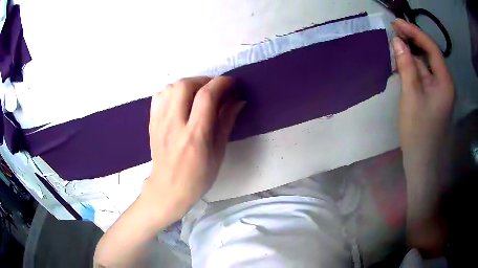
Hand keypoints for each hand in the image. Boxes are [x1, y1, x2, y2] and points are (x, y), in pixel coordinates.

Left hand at [143, 76, 244, 221]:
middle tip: (213, 88)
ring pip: (170, 87)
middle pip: (185, 85)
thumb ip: (227, 122)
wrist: (168, 188)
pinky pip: (159, 96)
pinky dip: (171, 91)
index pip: (207, 96)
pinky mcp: (152, 122)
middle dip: (203, 80)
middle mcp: (174, 124)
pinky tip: (179, 100)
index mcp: (195, 135)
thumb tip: (238, 100)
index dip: (221, 83)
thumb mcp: (218, 152)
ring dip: (187, 84)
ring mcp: (160, 122)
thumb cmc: (198, 176)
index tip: (231, 83)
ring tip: (197, 93)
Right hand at [392, 18, 454, 169]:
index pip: (431, 48)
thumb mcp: (411, 97)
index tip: (396, 23)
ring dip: (410, 56)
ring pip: (424, 66)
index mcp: (445, 82)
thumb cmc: (419, 134)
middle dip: (412, 42)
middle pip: (429, 55)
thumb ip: (406, 67)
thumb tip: (397, 41)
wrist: (422, 165)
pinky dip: (411, 69)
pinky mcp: (432, 99)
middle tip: (393, 32)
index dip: (415, 32)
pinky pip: (422, 77)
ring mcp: (439, 92)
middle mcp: (444, 84)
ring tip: (393, 48)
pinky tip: (400, 66)